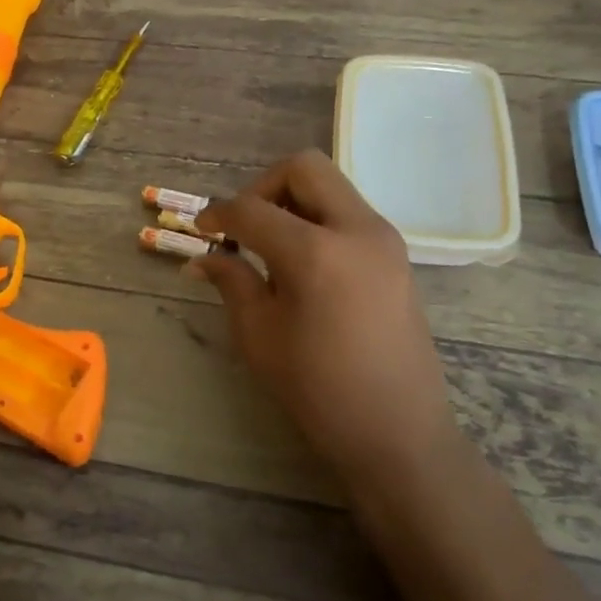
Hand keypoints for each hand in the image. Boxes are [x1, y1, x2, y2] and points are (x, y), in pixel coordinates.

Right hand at [193, 151, 460, 492]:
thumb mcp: (260, 336)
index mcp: (315, 252)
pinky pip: (348, 213)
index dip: (219, 214)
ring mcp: (383, 238)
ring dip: (293, 201)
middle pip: (303, 168)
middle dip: (263, 187)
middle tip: (244, 227)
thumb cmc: (319, 390)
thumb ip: (232, 282)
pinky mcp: (396, 254)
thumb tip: (202, 258)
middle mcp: (356, 229)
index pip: (252, 209)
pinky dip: (318, 219)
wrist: (399, 432)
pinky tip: (303, 264)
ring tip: (271, 248)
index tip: (201, 230)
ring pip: (330, 186)